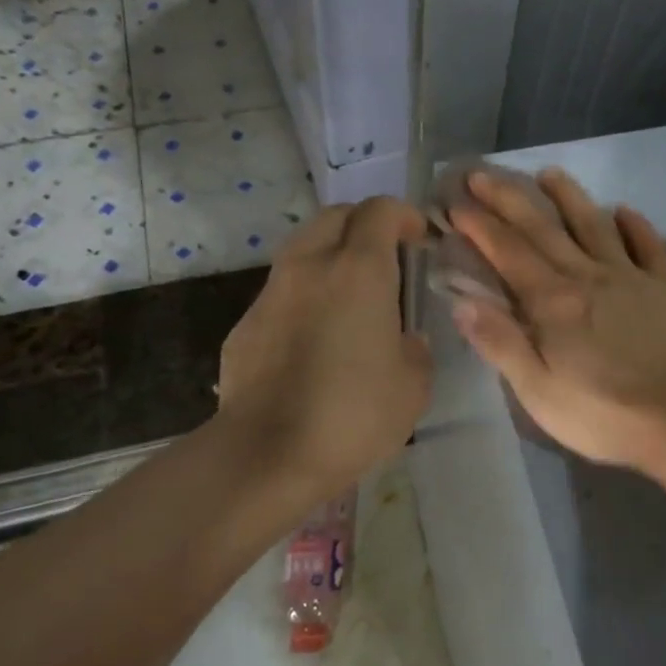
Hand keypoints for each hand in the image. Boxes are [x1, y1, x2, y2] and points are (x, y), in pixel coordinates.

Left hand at [217, 197, 432, 493]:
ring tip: (350, 296)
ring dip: (330, 257)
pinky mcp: (245, 324)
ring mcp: (271, 293)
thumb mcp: (413, 386)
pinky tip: (314, 338)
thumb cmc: (353, 414)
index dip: (405, 216)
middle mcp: (310, 266)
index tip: (420, 240)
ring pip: (302, 249)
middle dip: (364, 225)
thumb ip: (415, 349)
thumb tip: (403, 339)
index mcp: (359, 270)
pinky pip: (281, 292)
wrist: (266, 455)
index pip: (380, 211)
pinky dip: (304, 295)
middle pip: (335, 216)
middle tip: (386, 257)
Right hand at [449, 169, 665, 473]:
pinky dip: (634, 224)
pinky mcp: (665, 287)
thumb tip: (461, 300)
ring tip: (549, 173)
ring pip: (593, 224)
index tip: (455, 203)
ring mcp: (630, 277)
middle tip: (481, 175)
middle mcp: (587, 275)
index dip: (479, 226)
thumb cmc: (601, 414)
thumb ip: (500, 342)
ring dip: (568, 196)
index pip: (507, 252)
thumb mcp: (537, 391)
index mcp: (552, 301)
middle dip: (508, 199)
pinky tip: (623, 210)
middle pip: (542, 228)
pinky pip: (647, 245)